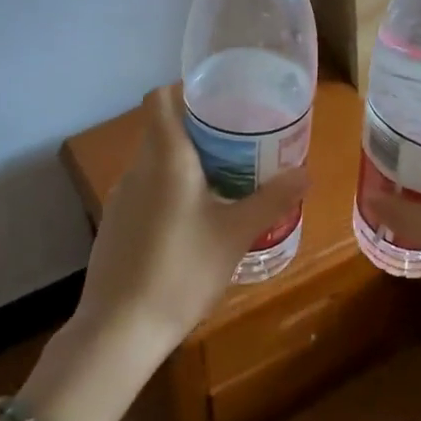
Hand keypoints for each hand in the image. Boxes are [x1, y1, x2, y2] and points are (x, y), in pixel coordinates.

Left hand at [75, 84, 310, 356]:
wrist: (120, 329)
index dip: (186, 91)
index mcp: (165, 158)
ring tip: (225, 184)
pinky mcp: (114, 226)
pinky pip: (146, 193)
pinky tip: (193, 225)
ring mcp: (120, 199)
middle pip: (163, 132)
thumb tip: (307, 172)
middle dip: (201, 134)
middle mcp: (137, 169)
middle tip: (242, 146)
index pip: (160, 99)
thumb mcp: (236, 235)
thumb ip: (272, 200)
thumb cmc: (182, 270)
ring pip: (155, 165)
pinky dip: (170, 194)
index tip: (222, 102)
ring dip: (186, 167)